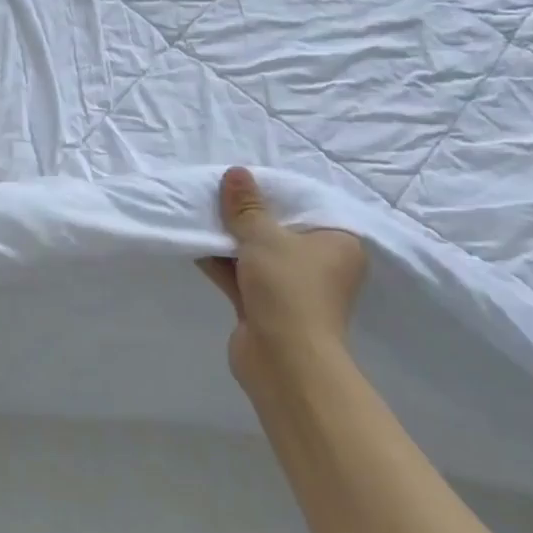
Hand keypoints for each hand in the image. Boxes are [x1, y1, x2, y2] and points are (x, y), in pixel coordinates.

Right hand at [199, 166, 367, 393]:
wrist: (283, 360)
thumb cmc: (288, 288)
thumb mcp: (263, 237)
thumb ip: (246, 206)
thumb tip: (236, 172)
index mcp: (338, 243)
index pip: (308, 205)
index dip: (275, 191)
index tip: (245, 179)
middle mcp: (321, 264)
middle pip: (280, 229)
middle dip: (247, 214)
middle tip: (217, 191)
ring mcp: (293, 287)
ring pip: (258, 253)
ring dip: (231, 238)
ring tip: (199, 212)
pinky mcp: (267, 306)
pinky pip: (243, 274)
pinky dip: (222, 260)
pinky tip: (195, 242)